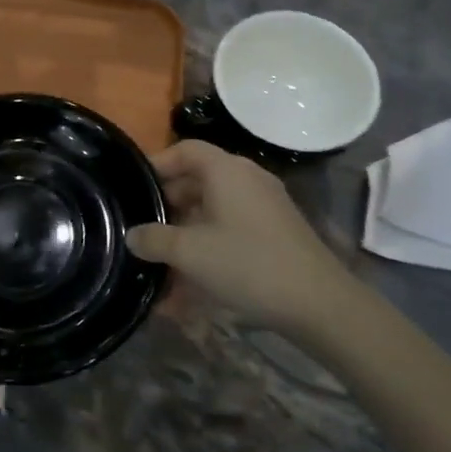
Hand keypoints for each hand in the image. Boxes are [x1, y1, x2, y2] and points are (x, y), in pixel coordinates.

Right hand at [127, 141, 357, 339]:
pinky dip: (209, 241)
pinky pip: (232, 225)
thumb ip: (154, 240)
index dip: (158, 164)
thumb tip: (132, 235)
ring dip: (187, 227)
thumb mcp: (189, 253)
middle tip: (144, 226)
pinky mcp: (275, 230)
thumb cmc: (247, 264)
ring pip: (214, 206)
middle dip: (169, 202)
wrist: (318, 302)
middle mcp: (247, 178)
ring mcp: (265, 204)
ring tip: (163, 256)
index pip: (185, 149)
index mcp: (226, 170)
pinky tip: (193, 275)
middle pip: (199, 178)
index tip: (135, 188)